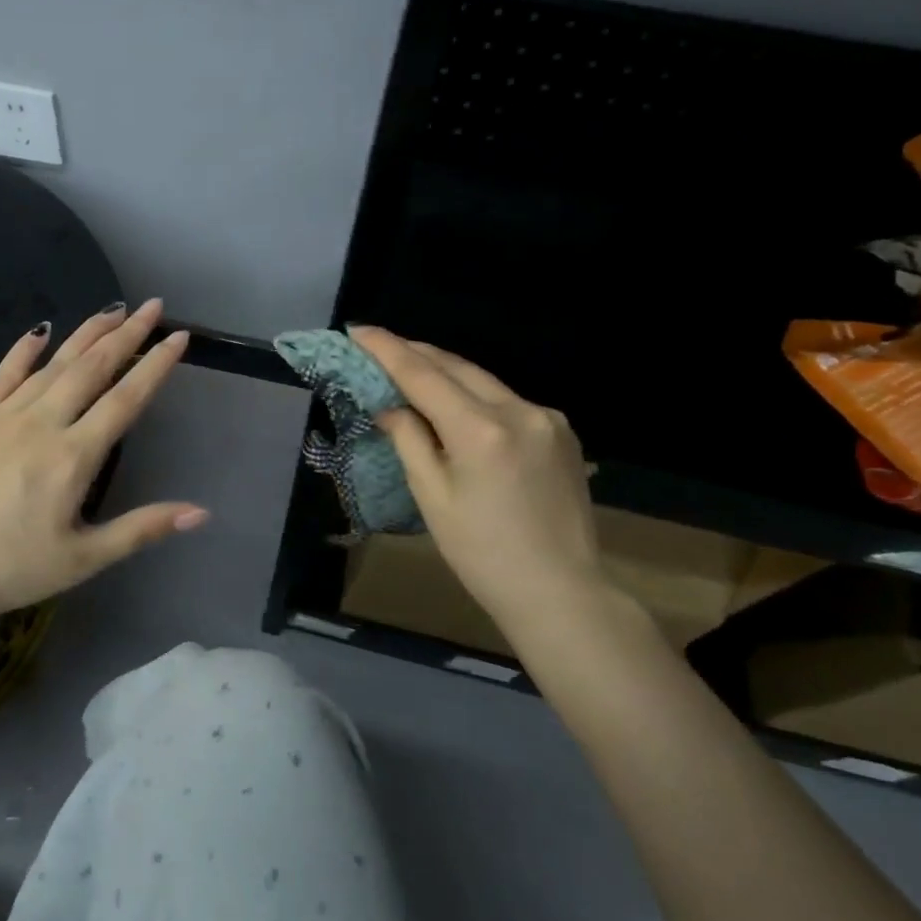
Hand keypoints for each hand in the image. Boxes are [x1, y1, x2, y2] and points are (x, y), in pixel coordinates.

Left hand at [0, 299, 207, 629]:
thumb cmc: (6, 569)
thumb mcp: (82, 560)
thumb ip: (141, 530)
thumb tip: (200, 513)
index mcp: (73, 456)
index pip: (125, 399)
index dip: (155, 365)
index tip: (178, 336)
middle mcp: (41, 423)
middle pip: (91, 368)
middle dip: (126, 334)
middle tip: (152, 306)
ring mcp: (0, 416)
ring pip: (52, 363)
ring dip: (85, 334)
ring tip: (112, 310)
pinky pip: (2, 374)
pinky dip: (24, 350)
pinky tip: (39, 331)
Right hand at [349, 327, 602, 625]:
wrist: (559, 590)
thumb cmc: (481, 553)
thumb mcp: (432, 497)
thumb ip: (409, 440)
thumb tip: (390, 405)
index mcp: (481, 430)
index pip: (423, 375)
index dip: (387, 350)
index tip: (358, 330)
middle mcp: (519, 410)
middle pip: (457, 366)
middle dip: (415, 353)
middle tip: (378, 346)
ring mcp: (546, 418)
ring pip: (484, 380)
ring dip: (445, 372)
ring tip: (410, 370)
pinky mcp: (562, 431)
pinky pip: (507, 400)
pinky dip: (475, 395)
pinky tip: (457, 404)